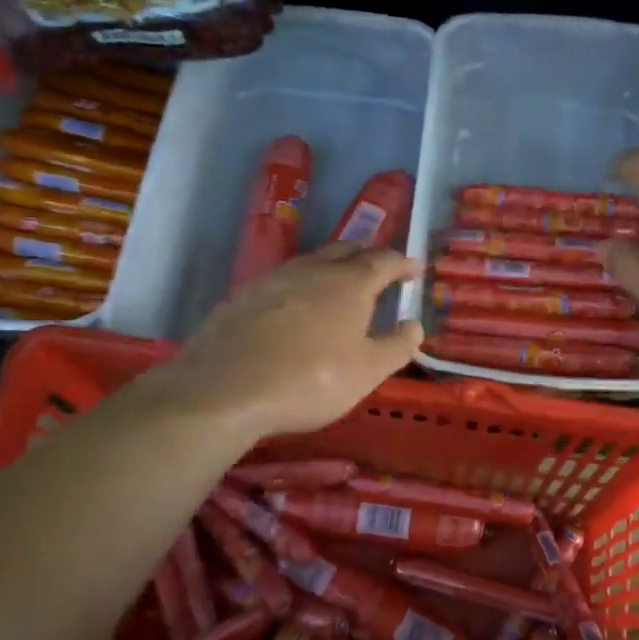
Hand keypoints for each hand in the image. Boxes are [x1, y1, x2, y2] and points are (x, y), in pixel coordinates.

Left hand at [150, 244, 421, 440]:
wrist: (223, 389)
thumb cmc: (309, 380)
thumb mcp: (366, 372)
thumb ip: (396, 346)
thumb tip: (414, 325)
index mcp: (349, 284)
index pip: (383, 261)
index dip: (402, 263)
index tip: (414, 268)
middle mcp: (312, 270)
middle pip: (345, 251)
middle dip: (366, 256)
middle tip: (378, 270)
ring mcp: (273, 279)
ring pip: (310, 263)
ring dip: (331, 268)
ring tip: (338, 286)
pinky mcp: (242, 296)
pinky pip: (281, 281)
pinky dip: (299, 287)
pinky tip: (294, 308)